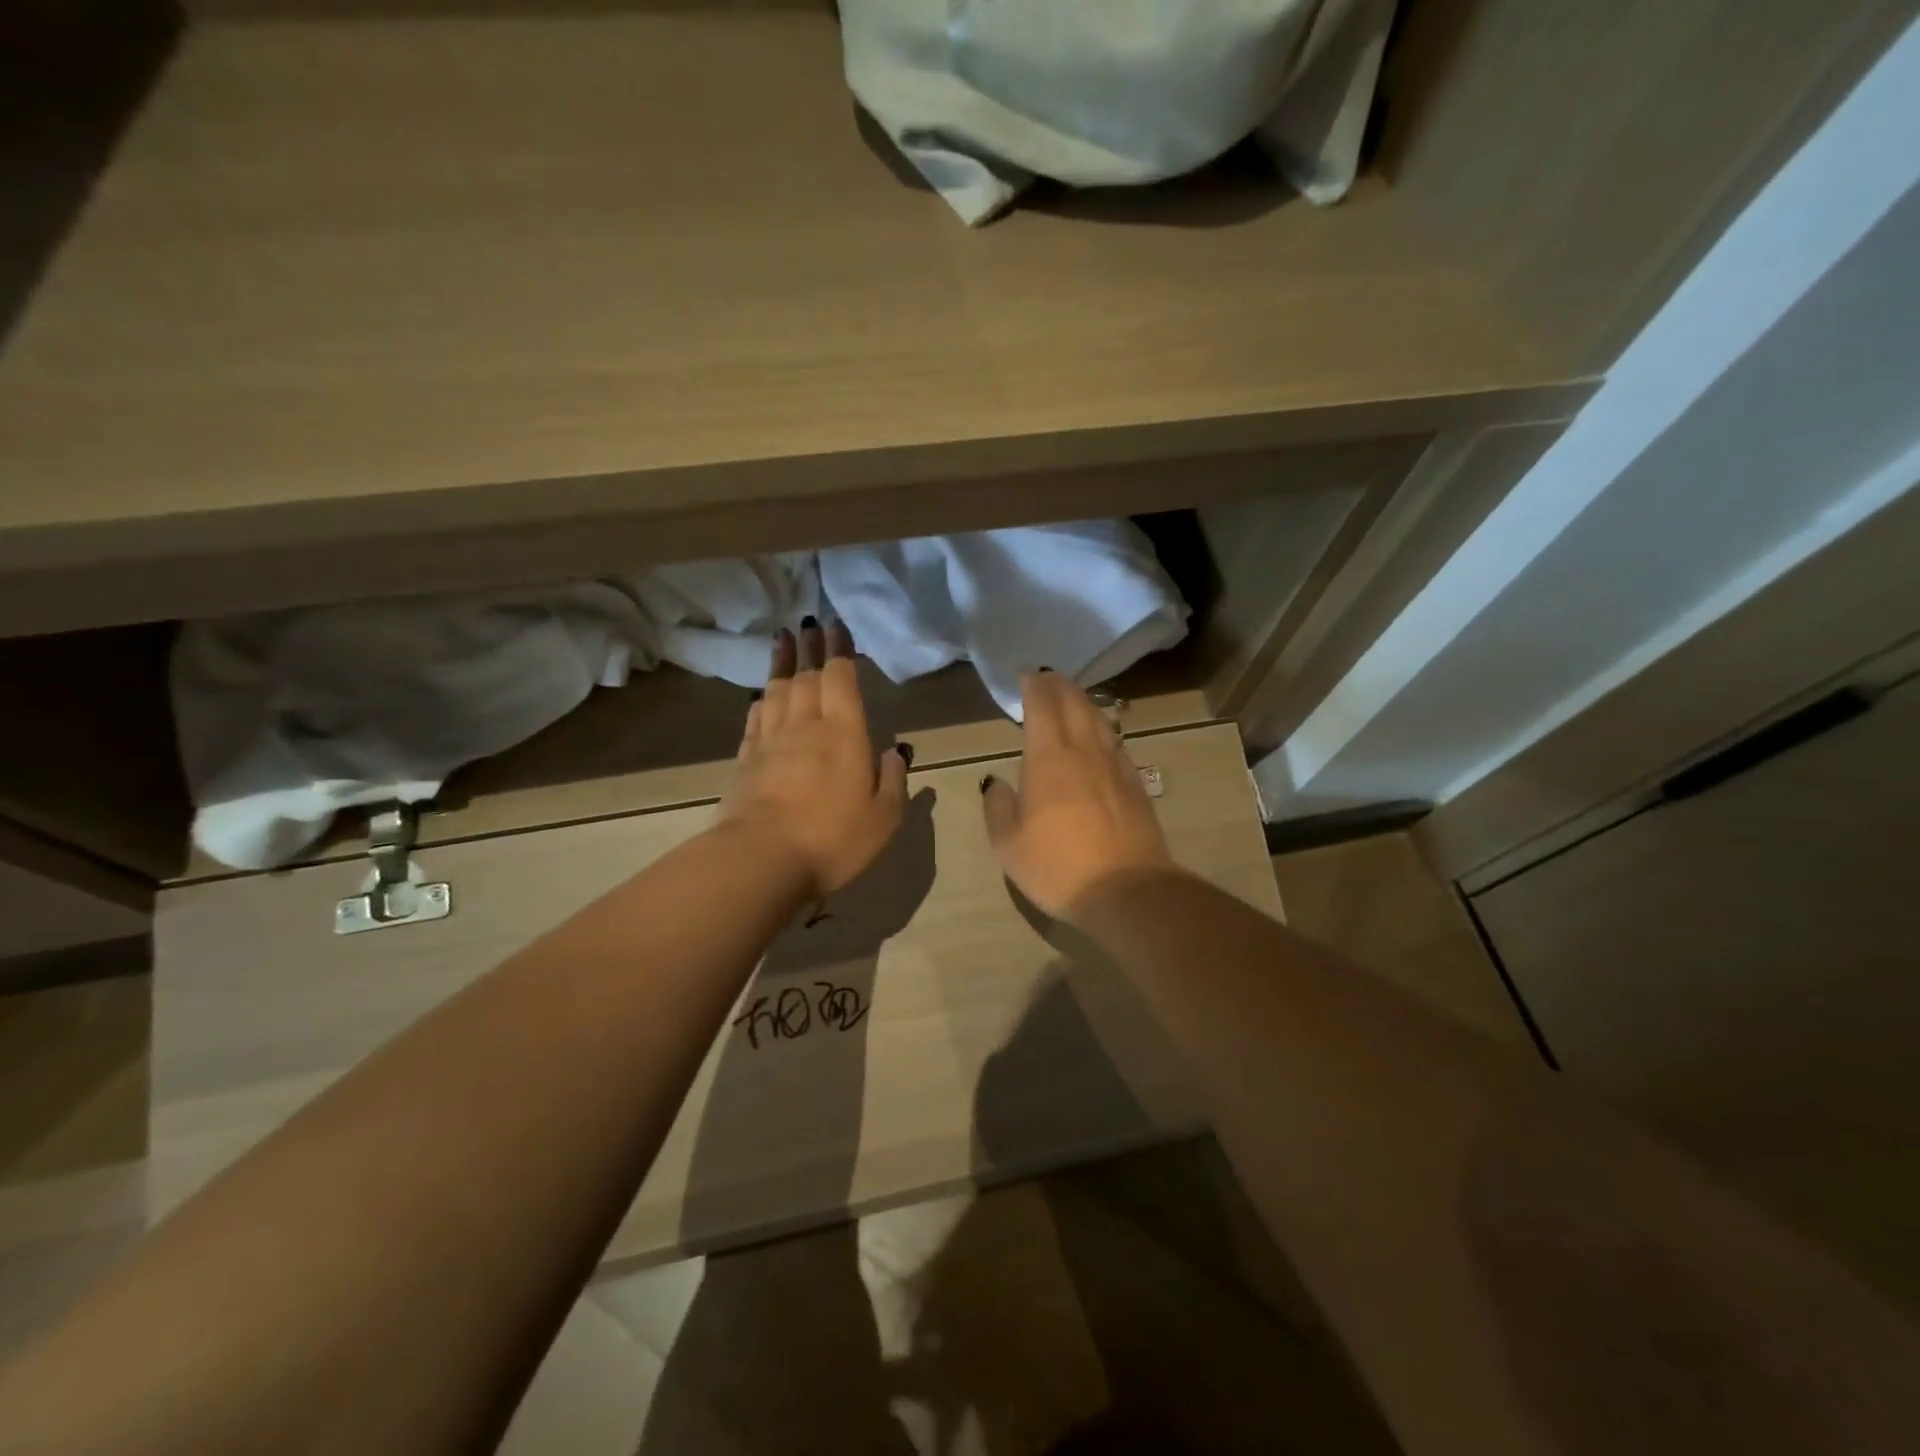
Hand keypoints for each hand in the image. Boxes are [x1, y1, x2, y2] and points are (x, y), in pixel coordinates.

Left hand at [718, 619, 908, 898]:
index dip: (838, 651)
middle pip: (807, 677)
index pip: (840, 678)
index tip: (835, 628)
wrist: (761, 860)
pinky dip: (760, 701)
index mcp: (844, 733)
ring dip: (781, 664)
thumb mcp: (883, 817)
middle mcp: (805, 727)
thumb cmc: (833, 838)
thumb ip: (892, 780)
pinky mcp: (746, 762)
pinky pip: (755, 720)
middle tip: (809, 624)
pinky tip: (760, 696)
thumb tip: (894, 752)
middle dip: (810, 648)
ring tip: (782, 640)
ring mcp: (771, 743)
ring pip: (777, 692)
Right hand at [982, 670, 1173, 917]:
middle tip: (1049, 676)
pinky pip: (1117, 744)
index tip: (1027, 674)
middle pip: (1075, 705)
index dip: (1034, 686)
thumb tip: (997, 782)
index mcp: (1049, 759)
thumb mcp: (1008, 844)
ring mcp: (1115, 767)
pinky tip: (1102, 738)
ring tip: (1073, 698)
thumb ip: (998, 807)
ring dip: (1084, 703)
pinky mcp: (1136, 786)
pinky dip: (1104, 730)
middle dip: (1060, 686)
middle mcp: (1084, 752)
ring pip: (1100, 721)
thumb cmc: (1057, 866)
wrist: (1126, 890)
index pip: (1042, 707)